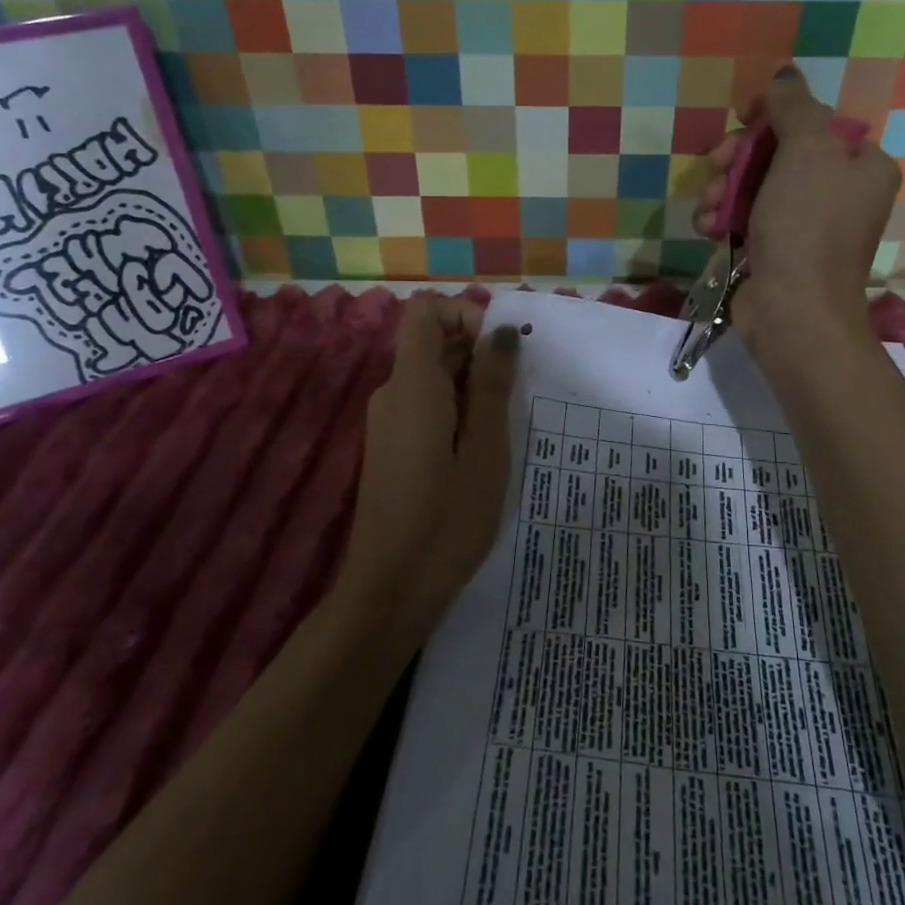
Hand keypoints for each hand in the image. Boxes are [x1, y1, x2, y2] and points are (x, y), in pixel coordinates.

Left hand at [336, 296, 520, 647]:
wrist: (389, 592)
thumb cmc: (446, 521)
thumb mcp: (485, 451)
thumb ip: (492, 386)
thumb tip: (502, 333)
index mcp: (412, 386)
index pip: (425, 312)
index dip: (464, 314)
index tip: (500, 350)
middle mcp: (392, 394)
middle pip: (432, 344)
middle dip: (478, 355)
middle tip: (516, 394)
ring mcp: (388, 422)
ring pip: (432, 377)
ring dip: (472, 387)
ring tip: (505, 429)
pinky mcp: (391, 447)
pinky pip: (425, 406)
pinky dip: (457, 411)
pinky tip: (482, 452)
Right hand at [694, 65, 900, 356]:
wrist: (793, 311)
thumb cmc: (807, 226)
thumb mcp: (806, 152)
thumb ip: (795, 107)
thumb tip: (786, 73)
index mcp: (861, 165)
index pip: (815, 121)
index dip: (774, 115)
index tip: (741, 117)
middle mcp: (838, 193)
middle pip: (779, 152)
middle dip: (739, 157)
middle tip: (717, 164)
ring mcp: (806, 225)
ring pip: (755, 186)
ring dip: (723, 189)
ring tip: (708, 206)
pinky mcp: (777, 251)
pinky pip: (746, 219)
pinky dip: (723, 219)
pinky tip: (706, 228)